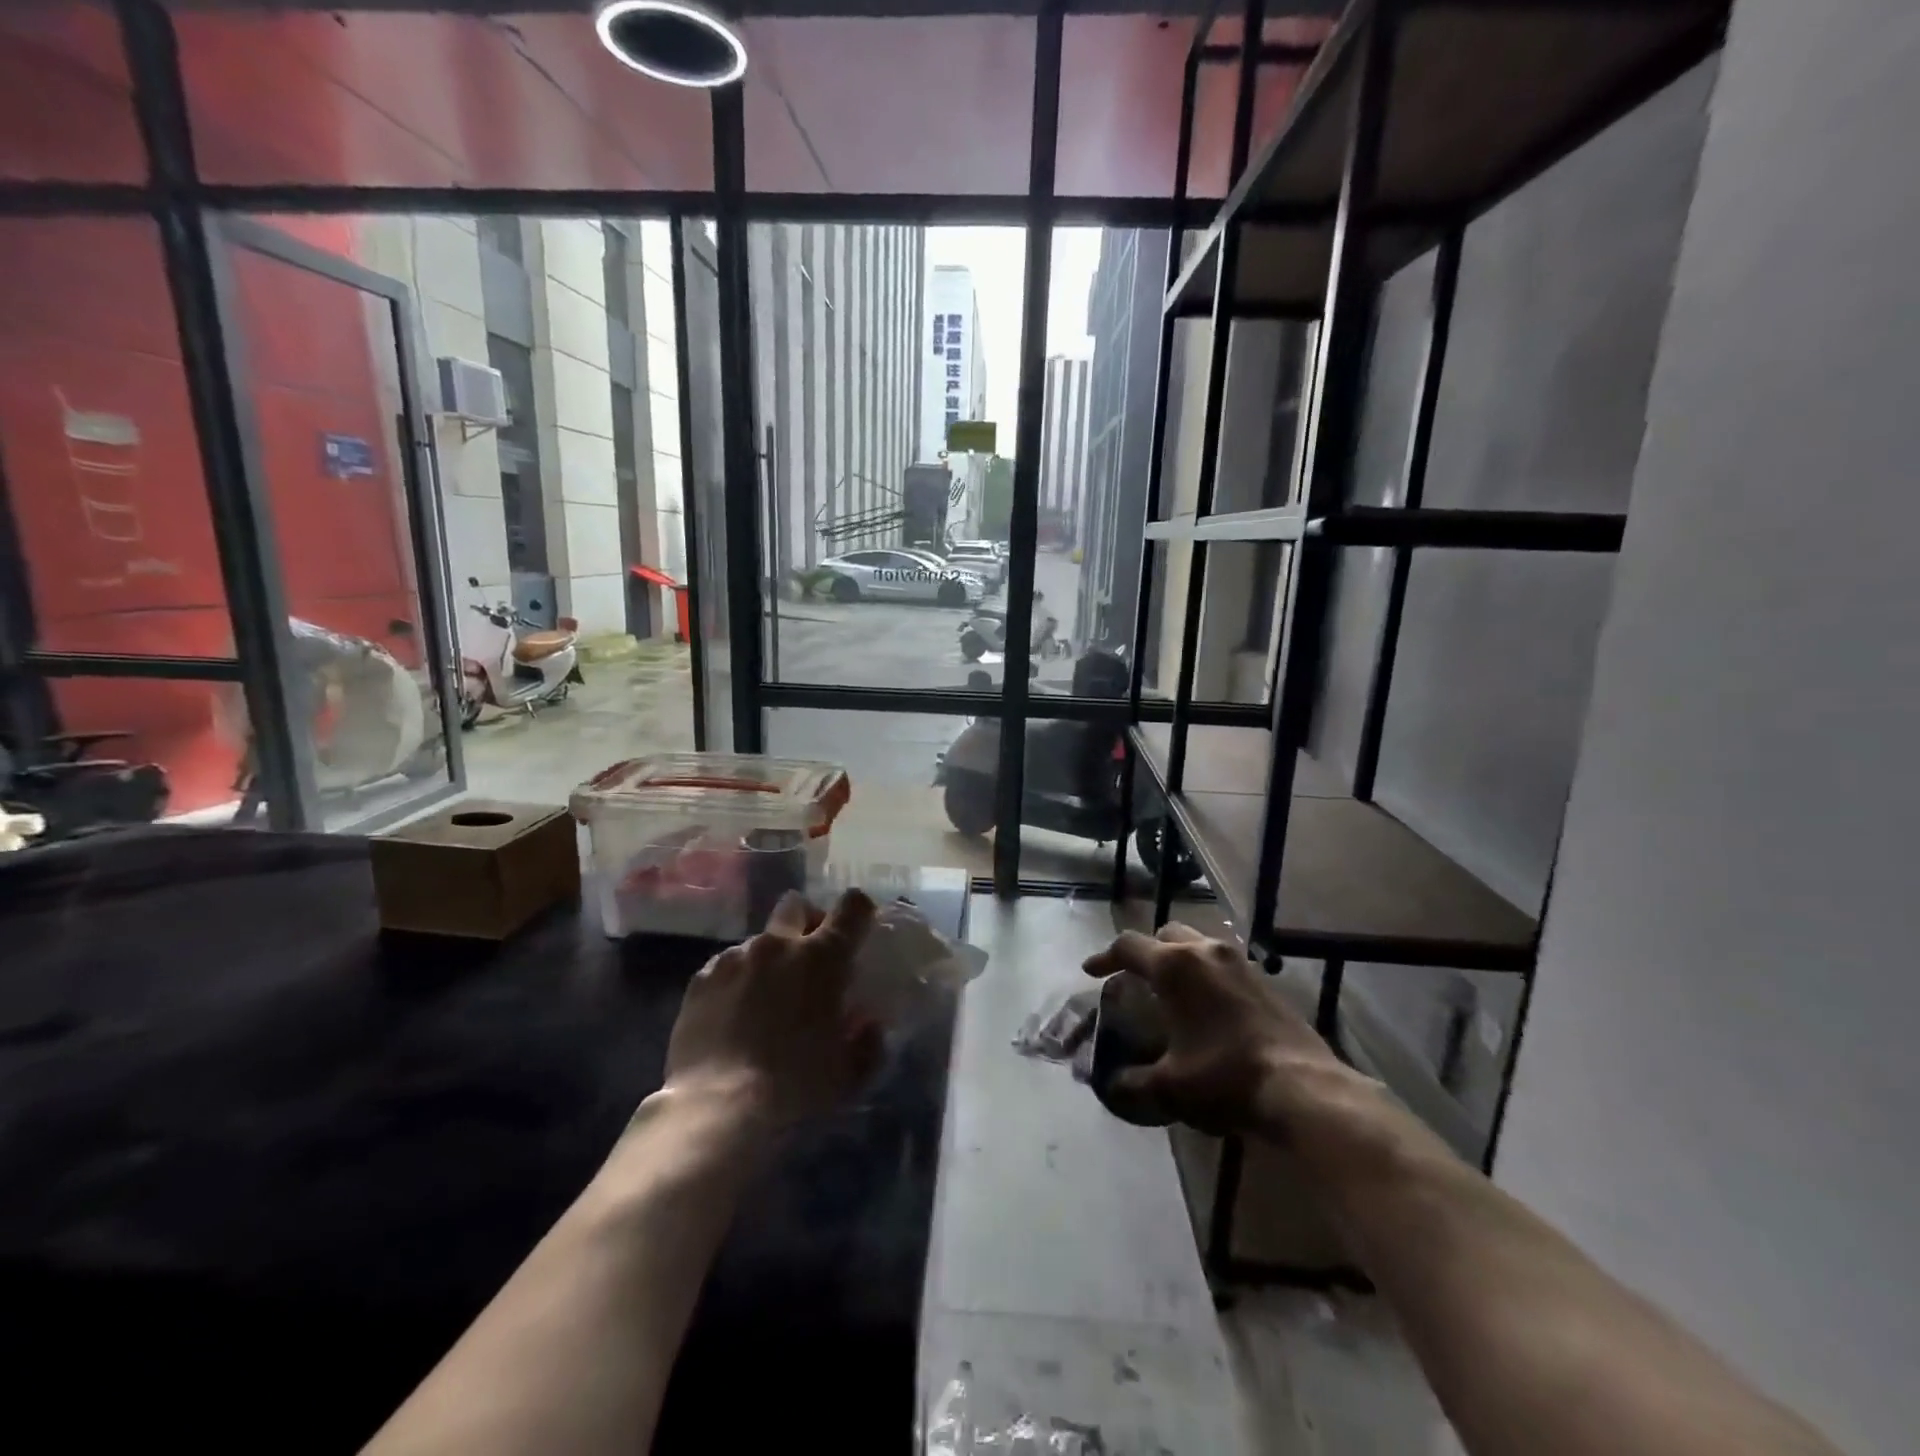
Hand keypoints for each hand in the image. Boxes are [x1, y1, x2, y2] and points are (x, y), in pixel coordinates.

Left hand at [664, 889, 883, 1127]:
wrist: (717, 1107)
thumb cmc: (795, 1086)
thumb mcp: (849, 1074)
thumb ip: (867, 1042)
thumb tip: (868, 1025)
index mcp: (822, 957)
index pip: (852, 906)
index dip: (859, 912)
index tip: (859, 931)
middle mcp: (778, 944)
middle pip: (796, 905)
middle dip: (807, 922)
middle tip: (810, 959)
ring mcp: (735, 957)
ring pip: (760, 940)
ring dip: (770, 959)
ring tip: (765, 1000)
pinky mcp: (701, 978)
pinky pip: (727, 965)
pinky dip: (737, 980)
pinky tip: (733, 1016)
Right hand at [1083, 923, 1359, 1137]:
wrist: (1302, 1088)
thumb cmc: (1225, 1078)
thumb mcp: (1168, 1087)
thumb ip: (1131, 1082)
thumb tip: (1109, 1085)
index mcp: (1174, 966)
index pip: (1128, 946)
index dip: (1105, 957)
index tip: (1091, 972)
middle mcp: (1205, 951)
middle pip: (1164, 935)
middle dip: (1145, 952)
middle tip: (1134, 978)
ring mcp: (1239, 962)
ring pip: (1198, 943)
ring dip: (1178, 959)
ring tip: (1170, 990)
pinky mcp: (1264, 980)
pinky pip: (1222, 963)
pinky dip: (1205, 973)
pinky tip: (1207, 1006)